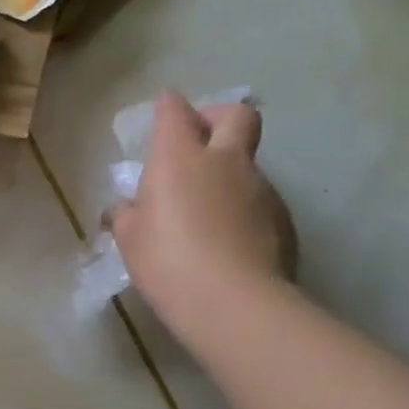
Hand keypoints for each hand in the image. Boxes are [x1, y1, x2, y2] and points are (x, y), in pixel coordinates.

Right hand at [109, 92, 296, 340]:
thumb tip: (126, 208)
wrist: (234, 302)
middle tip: (200, 140)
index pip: (174, 110)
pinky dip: (241, 208)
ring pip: (247, 163)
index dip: (168, 107)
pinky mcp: (282, 217)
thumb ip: (126, 215)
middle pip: (236, 116)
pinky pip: (258, 199)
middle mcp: (225, 161)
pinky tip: (226, 240)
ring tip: (205, 211)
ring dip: (228, 172)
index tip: (162, 113)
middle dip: (218, 117)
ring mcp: (260, 188)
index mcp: (179, 158)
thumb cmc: (167, 261)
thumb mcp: (130, 239)